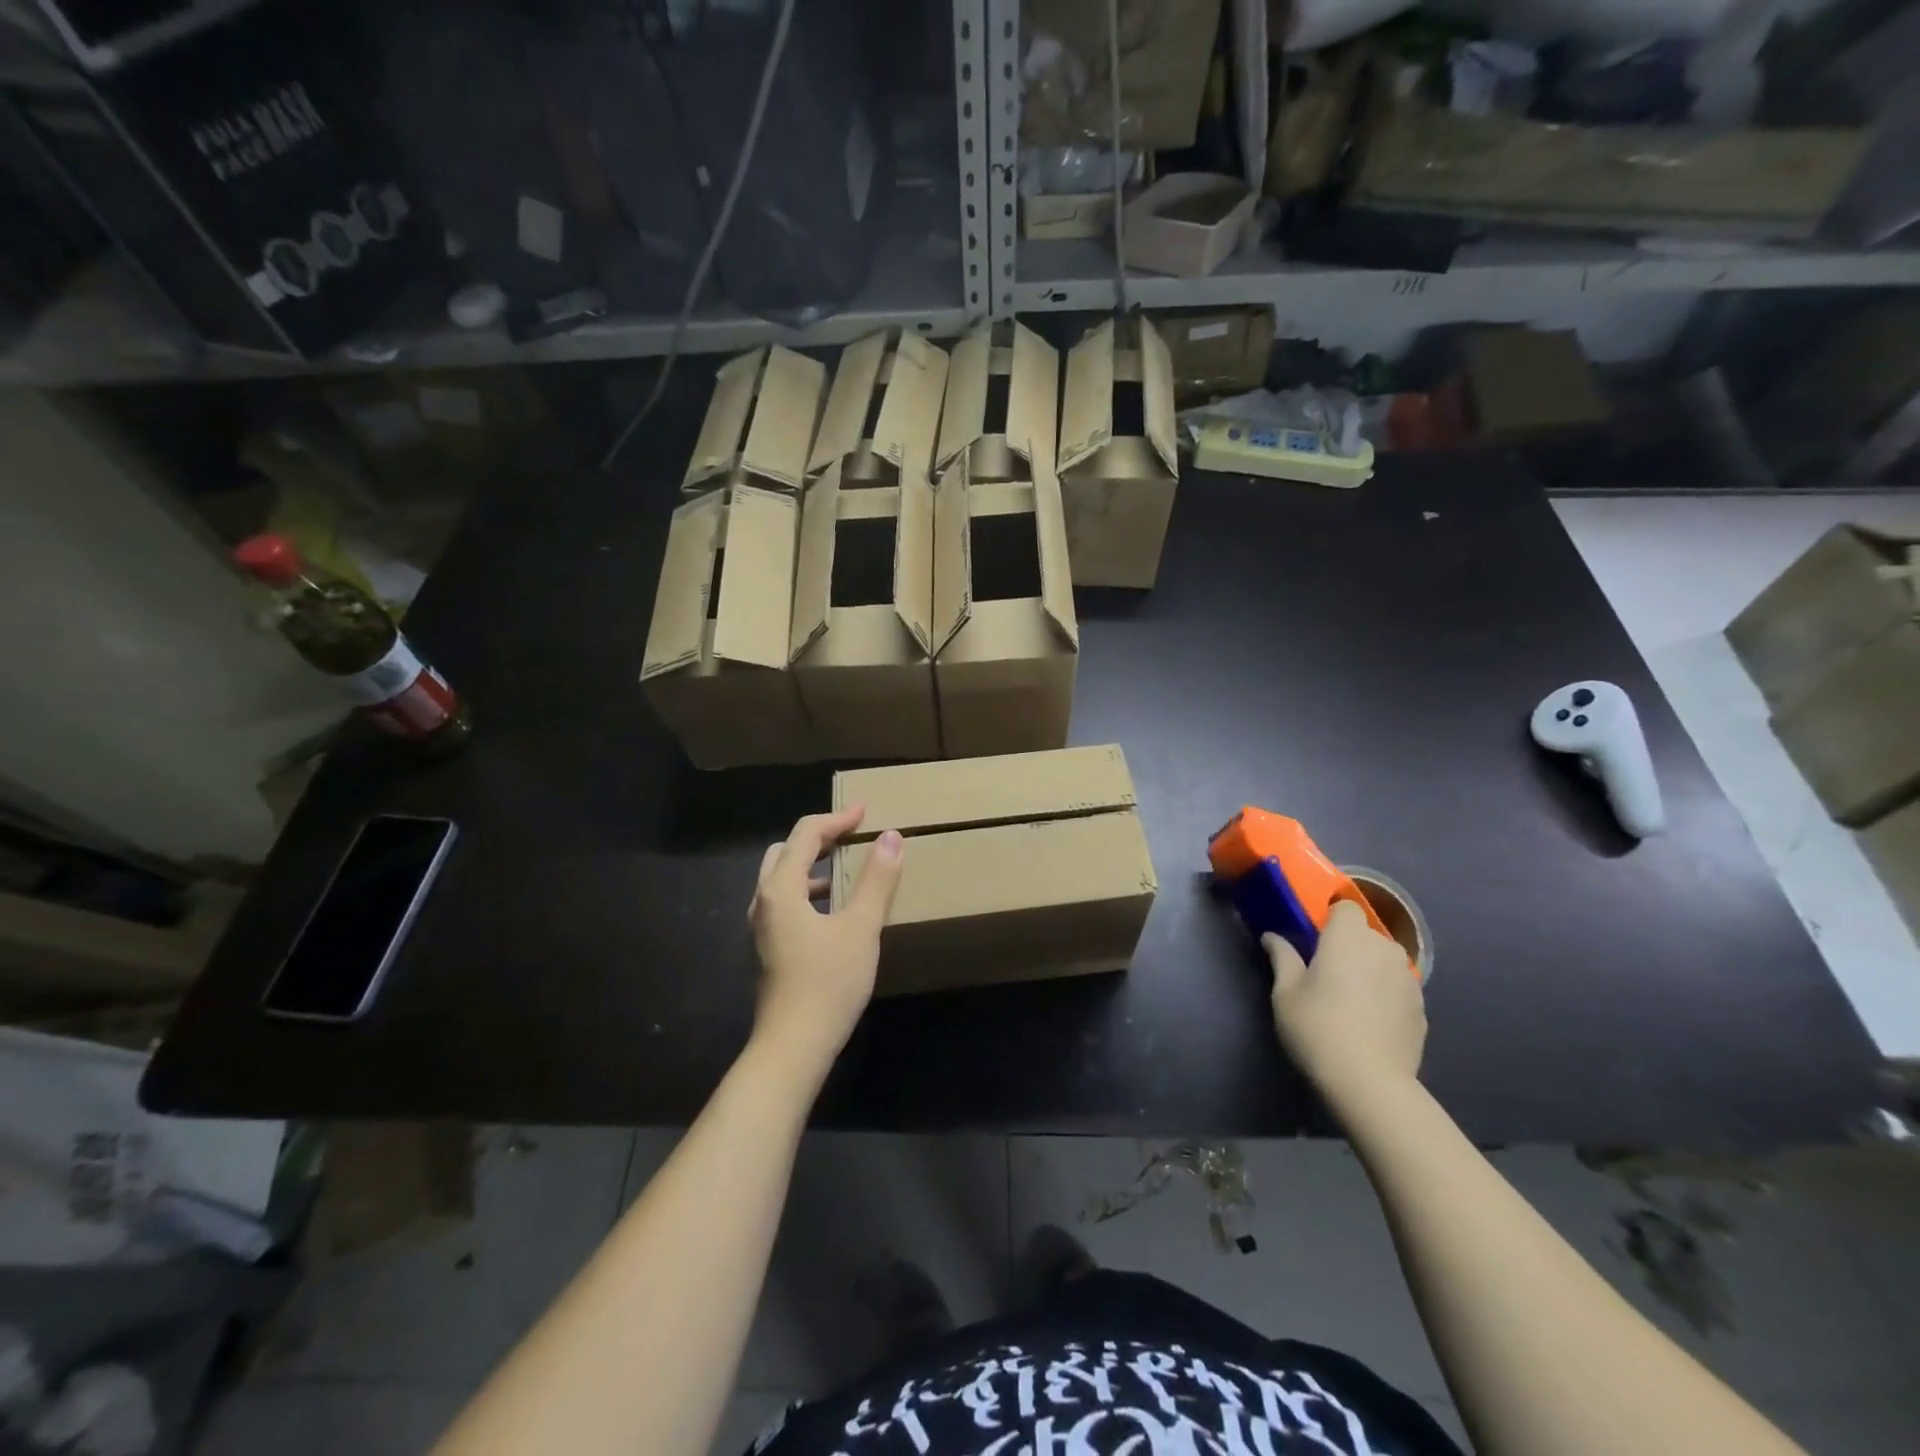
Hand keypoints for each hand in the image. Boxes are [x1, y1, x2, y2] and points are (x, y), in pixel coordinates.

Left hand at [748, 807, 903, 1070]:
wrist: (793, 1046)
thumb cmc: (828, 982)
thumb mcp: (861, 927)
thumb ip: (877, 880)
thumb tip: (891, 836)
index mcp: (781, 888)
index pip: (805, 834)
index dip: (836, 818)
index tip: (865, 812)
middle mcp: (764, 901)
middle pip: (786, 851)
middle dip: (818, 837)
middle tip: (851, 835)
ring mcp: (762, 927)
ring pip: (783, 878)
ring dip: (812, 864)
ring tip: (846, 867)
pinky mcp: (768, 948)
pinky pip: (786, 901)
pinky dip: (808, 889)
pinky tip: (835, 909)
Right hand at [1265, 900, 1425, 1101]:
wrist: (1370, 1082)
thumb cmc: (1318, 1027)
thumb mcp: (1285, 992)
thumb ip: (1282, 957)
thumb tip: (1272, 936)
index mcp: (1348, 937)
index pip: (1346, 907)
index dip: (1331, 919)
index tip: (1314, 940)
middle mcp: (1383, 949)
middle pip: (1366, 935)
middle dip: (1349, 946)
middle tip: (1326, 973)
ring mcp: (1408, 979)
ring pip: (1385, 962)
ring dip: (1369, 970)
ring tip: (1351, 999)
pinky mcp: (1422, 1009)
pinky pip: (1398, 988)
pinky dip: (1385, 995)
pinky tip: (1369, 1022)